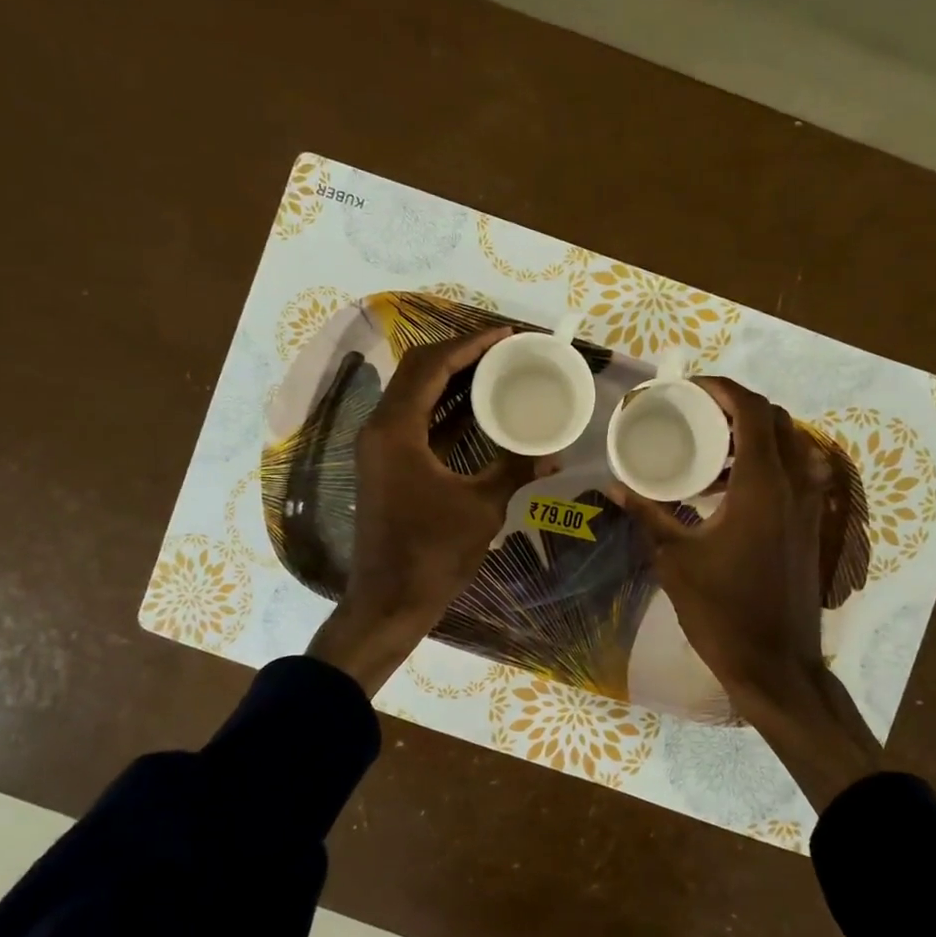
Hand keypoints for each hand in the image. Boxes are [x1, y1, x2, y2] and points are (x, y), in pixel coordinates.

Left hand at [308, 327, 536, 693]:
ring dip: (450, 380)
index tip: (505, 335)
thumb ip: (515, 470)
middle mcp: (380, 429)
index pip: (430, 366)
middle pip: (416, 372)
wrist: (390, 601)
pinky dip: (443, 410)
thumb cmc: (433, 553)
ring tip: (494, 370)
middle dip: (459, 355)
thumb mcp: (482, 507)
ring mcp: (380, 449)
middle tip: (502, 350)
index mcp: (396, 430)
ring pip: (414, 396)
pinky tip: (476, 410)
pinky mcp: (387, 467)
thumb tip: (555, 452)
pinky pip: (415, 423)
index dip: (468, 344)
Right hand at [612, 378, 831, 710]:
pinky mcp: (812, 527)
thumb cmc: (723, 610)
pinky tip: (731, 492)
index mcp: (762, 485)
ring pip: (792, 447)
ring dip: (755, 438)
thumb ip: (648, 515)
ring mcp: (810, 507)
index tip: (690, 389)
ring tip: (711, 452)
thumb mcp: (675, 560)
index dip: (723, 389)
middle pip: (777, 421)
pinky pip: (797, 475)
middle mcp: (795, 485)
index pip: (753, 411)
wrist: (776, 664)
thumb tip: (615, 487)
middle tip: (699, 417)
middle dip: (739, 409)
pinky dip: (768, 466)